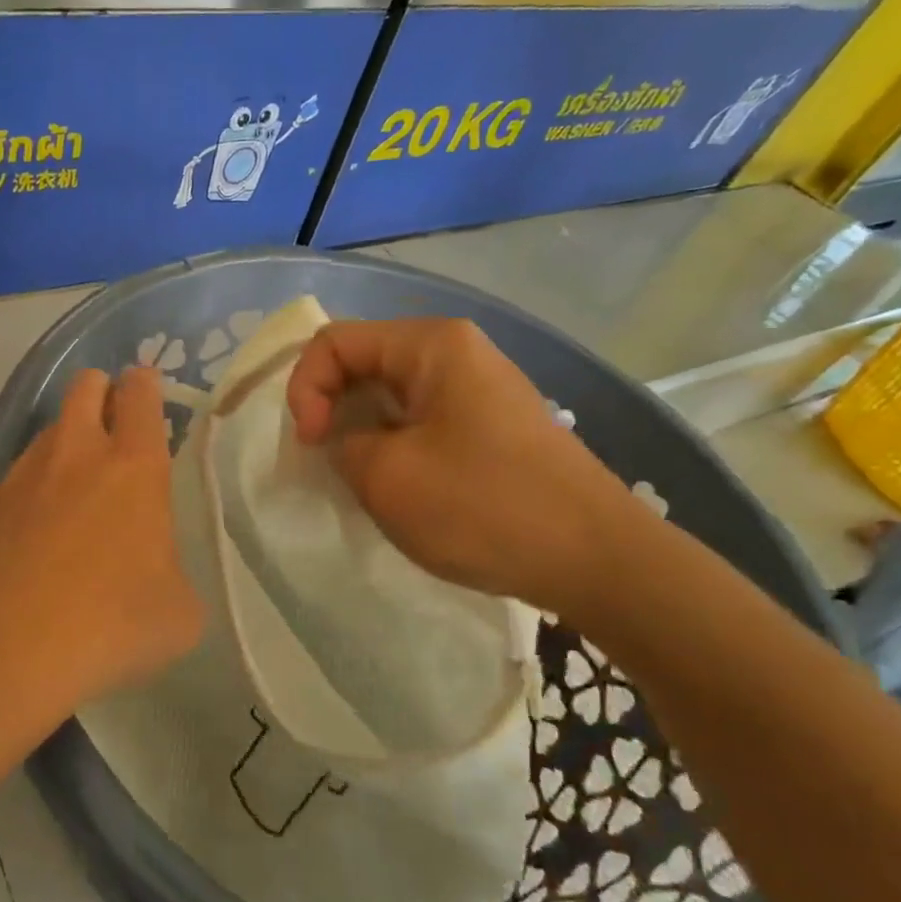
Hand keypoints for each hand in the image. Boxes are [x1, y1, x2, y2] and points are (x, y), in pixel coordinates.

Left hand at [0, 367, 203, 713]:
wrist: (9, 648)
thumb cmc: (111, 622)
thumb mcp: (179, 613)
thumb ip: (174, 577)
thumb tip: (158, 577)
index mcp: (133, 467)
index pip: (140, 396)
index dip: (145, 383)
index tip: (147, 386)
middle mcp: (76, 456)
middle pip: (85, 388)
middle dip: (101, 389)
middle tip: (113, 416)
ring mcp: (24, 477)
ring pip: (49, 430)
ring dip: (67, 439)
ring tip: (76, 481)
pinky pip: (18, 476)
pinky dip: (34, 486)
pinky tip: (38, 528)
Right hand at [285, 318, 649, 616]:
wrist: (595, 559)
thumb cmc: (483, 506)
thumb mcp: (385, 476)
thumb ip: (340, 444)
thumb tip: (344, 440)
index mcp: (432, 345)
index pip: (334, 342)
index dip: (305, 388)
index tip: (310, 443)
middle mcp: (457, 352)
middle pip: (363, 362)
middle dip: (331, 408)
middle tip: (325, 461)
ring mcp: (479, 389)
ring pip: (390, 395)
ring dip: (360, 431)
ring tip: (359, 478)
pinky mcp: (490, 426)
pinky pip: (420, 420)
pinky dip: (392, 445)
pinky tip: (399, 486)